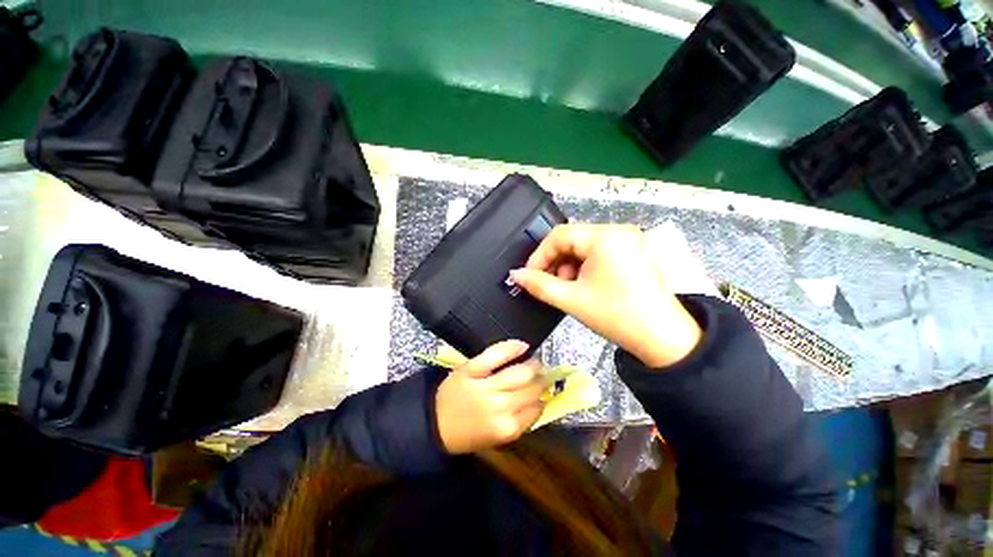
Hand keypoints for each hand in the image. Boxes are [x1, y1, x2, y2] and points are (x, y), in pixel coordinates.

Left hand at [435, 340, 547, 453]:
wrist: (433, 423)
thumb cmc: (467, 433)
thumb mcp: (496, 438)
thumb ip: (519, 422)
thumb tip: (539, 402)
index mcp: (506, 428)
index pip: (536, 409)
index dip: (544, 398)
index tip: (547, 391)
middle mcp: (500, 407)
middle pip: (531, 388)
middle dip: (543, 380)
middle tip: (546, 374)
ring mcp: (486, 386)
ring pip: (520, 372)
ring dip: (534, 365)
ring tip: (537, 362)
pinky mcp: (472, 370)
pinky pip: (496, 355)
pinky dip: (512, 348)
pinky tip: (523, 345)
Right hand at [510, 224, 701, 367]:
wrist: (663, 339)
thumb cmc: (617, 316)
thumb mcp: (572, 299)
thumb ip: (539, 284)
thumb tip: (516, 274)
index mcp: (605, 237)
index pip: (559, 235)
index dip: (539, 255)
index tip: (529, 275)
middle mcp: (618, 231)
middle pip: (571, 239)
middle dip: (555, 263)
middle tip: (549, 285)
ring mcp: (627, 241)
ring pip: (583, 247)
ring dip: (569, 266)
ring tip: (568, 289)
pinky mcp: (631, 252)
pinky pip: (597, 253)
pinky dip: (584, 267)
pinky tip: (583, 286)